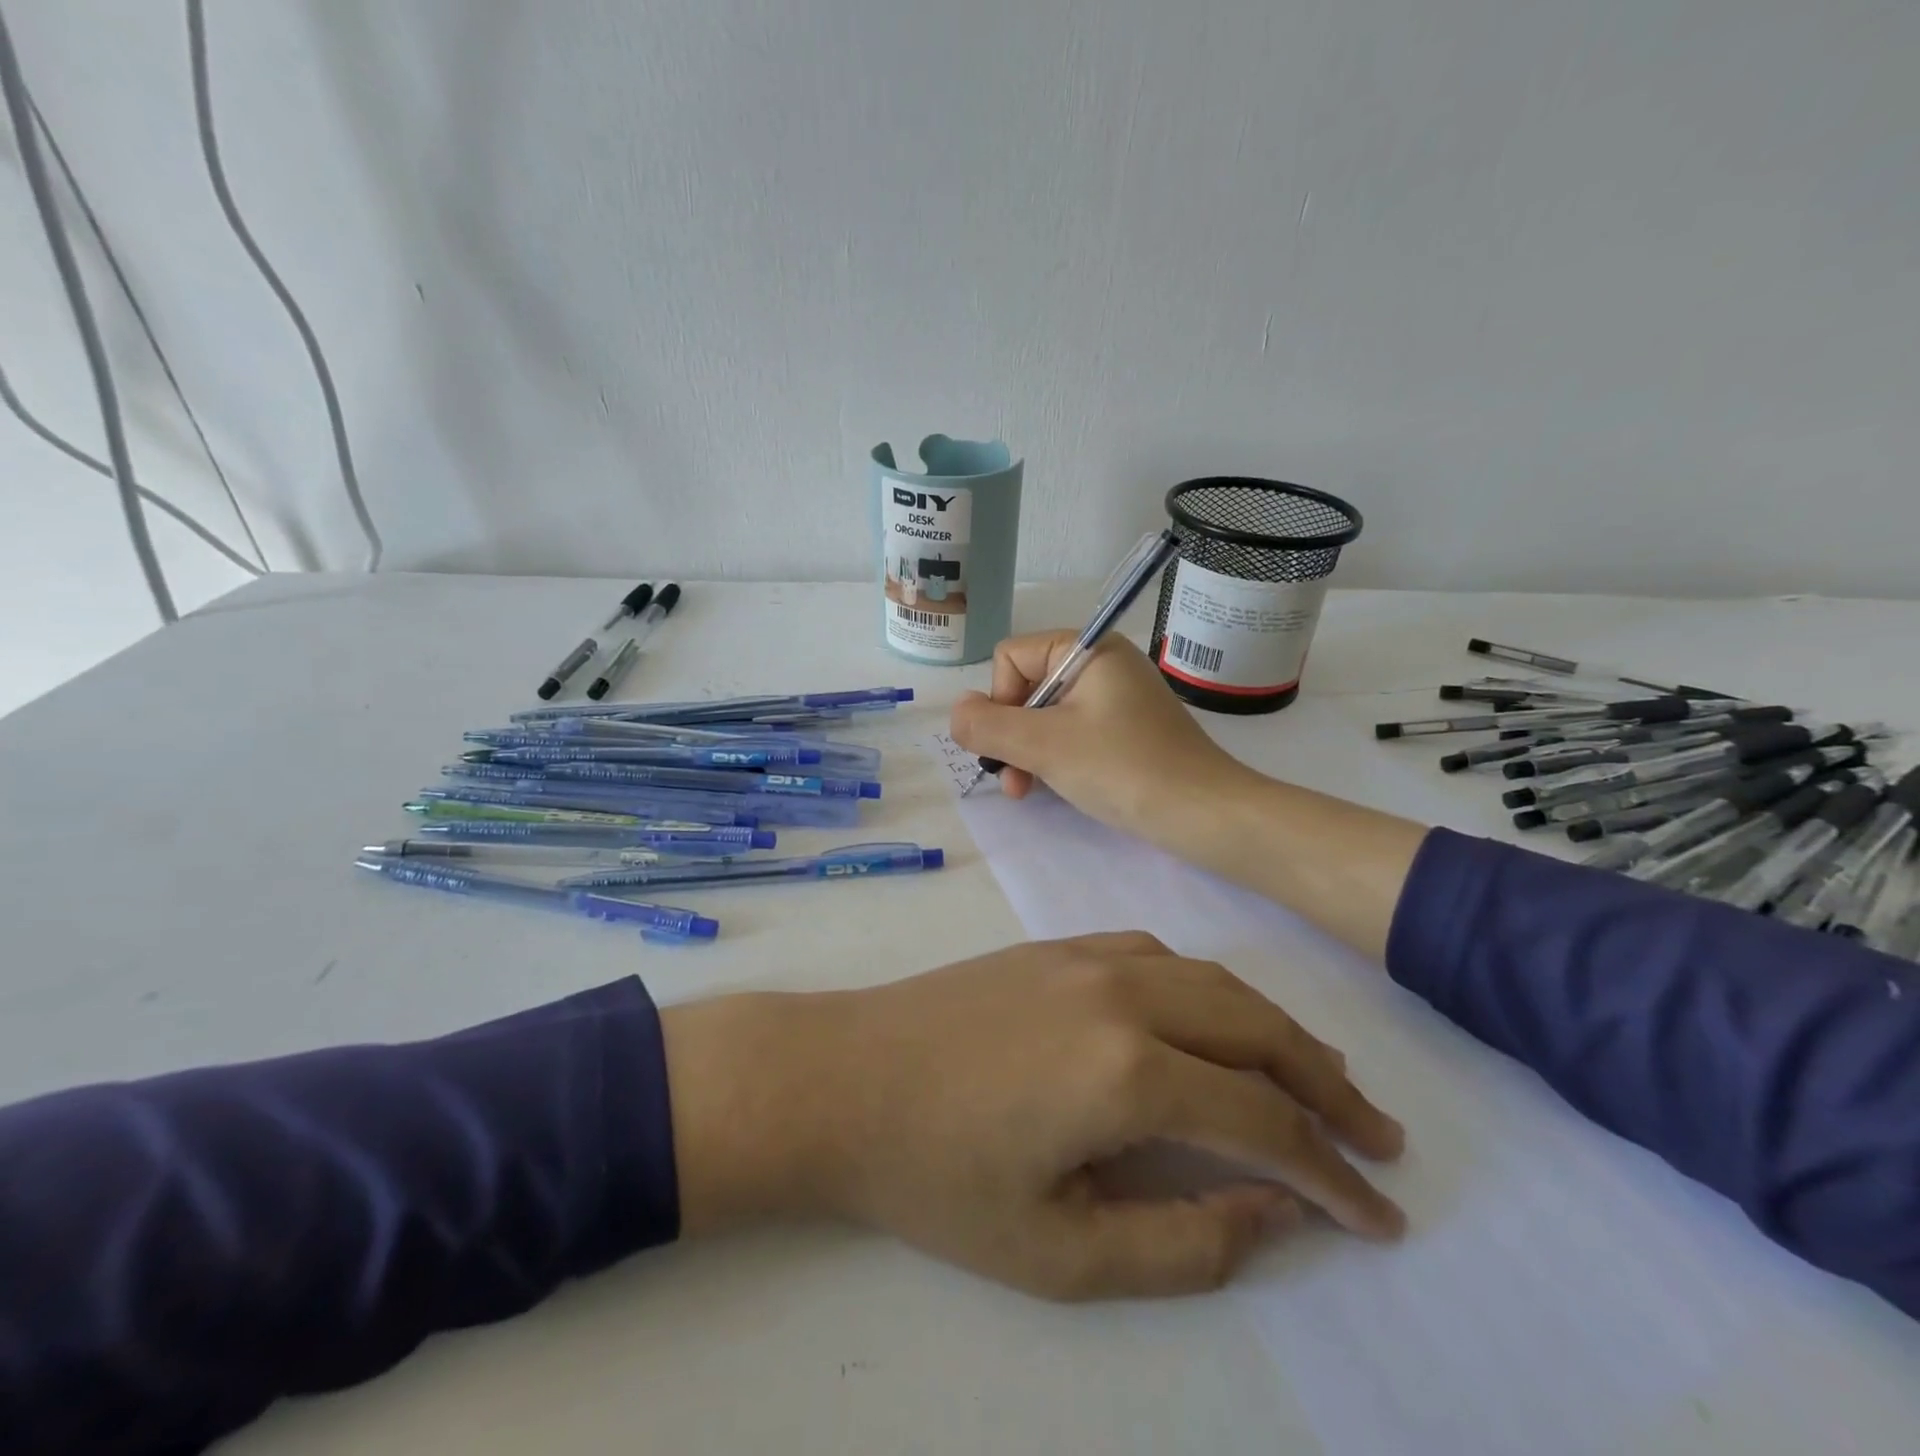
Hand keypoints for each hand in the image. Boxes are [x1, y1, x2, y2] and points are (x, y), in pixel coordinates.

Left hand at [664, 934, 1404, 1300]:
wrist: (844, 1077)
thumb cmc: (939, 1177)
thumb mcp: (1061, 1252)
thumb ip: (1184, 1241)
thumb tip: (1278, 1211)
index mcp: (1128, 1071)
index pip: (1265, 1123)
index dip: (1334, 1177)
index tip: (1381, 1218)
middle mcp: (1124, 993)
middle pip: (1257, 1029)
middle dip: (1328, 1085)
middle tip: (1378, 1137)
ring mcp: (1087, 956)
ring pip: (1214, 980)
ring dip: (1273, 1028)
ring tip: (1316, 1077)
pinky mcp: (1055, 945)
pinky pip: (1158, 955)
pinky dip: (1207, 989)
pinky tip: (1210, 1022)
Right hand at [949, 631, 1252, 843]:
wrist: (1204, 814)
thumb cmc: (1122, 768)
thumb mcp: (1044, 745)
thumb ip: (988, 725)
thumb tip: (957, 712)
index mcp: (1087, 649)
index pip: (1011, 658)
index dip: (999, 701)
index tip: (1013, 744)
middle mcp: (1102, 664)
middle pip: (1026, 687)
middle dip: (1011, 735)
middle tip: (1014, 782)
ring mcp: (1116, 698)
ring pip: (1045, 715)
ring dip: (1028, 752)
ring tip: (1029, 792)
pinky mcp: (1126, 730)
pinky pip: (1072, 732)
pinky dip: (1055, 758)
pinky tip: (1055, 788)